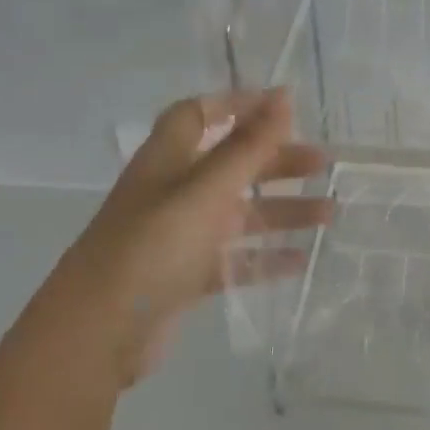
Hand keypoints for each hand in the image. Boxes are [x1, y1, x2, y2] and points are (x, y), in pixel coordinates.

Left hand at [13, 88, 331, 394]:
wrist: (99, 331)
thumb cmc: (152, 247)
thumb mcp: (204, 191)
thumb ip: (247, 148)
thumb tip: (283, 97)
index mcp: (168, 161)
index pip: (199, 116)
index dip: (237, 105)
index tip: (282, 106)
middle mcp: (174, 193)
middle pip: (230, 165)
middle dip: (276, 160)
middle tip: (323, 163)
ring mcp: (180, 237)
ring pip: (239, 215)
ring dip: (282, 210)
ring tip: (330, 213)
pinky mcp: (187, 277)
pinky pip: (235, 260)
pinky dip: (266, 257)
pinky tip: (301, 260)